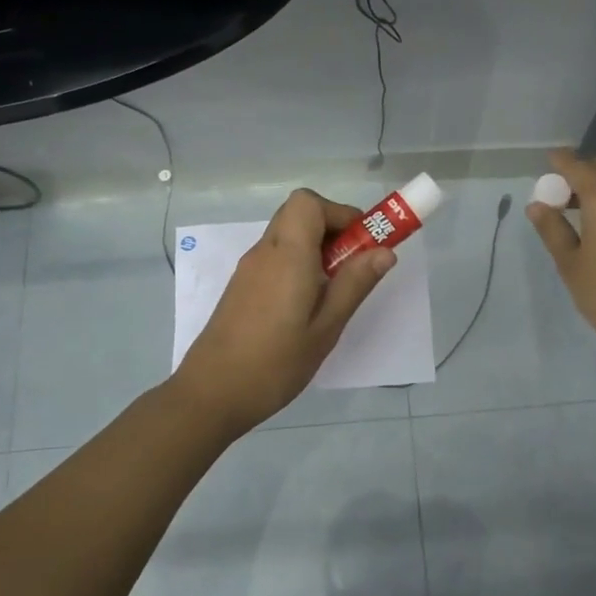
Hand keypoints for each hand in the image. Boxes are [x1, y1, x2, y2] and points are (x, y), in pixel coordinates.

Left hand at [172, 190, 395, 434]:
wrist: (211, 394)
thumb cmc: (275, 363)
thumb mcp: (326, 327)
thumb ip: (354, 284)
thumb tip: (384, 251)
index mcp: (287, 254)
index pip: (308, 202)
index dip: (340, 213)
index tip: (363, 244)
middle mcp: (264, 252)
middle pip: (298, 214)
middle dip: (333, 230)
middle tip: (353, 267)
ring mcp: (248, 269)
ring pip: (287, 237)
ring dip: (316, 249)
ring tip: (334, 293)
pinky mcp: (241, 287)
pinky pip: (275, 258)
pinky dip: (298, 265)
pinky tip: (306, 307)